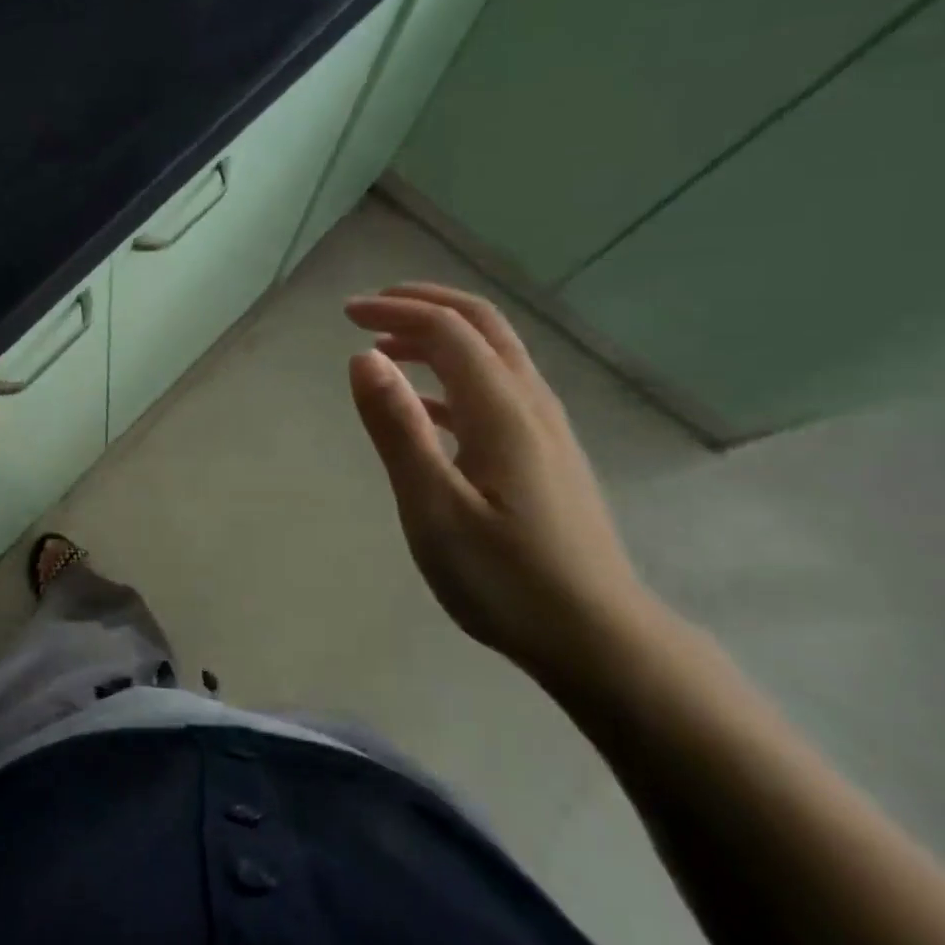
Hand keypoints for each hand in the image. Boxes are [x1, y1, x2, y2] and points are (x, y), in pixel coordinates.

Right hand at [344, 283, 660, 680]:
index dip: (396, 311)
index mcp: (503, 412)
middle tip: (370, 310)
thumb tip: (363, 358)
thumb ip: (398, 429)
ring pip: (493, 355)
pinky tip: (426, 408)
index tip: (346, 315)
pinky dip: (453, 377)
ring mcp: (545, 430)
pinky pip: (497, 390)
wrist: (598, 639)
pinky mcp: (546, 456)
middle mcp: (530, 406)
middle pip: (482, 326)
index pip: (448, 331)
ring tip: (387, 350)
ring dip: (440, 337)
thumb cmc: (506, 579)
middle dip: (424, 305)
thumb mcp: (434, 508)